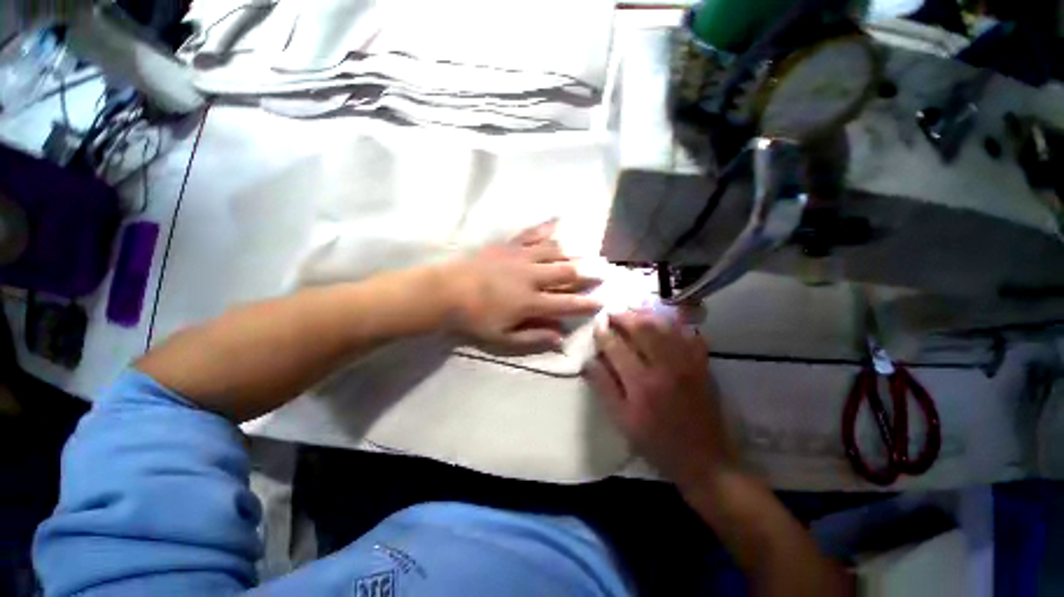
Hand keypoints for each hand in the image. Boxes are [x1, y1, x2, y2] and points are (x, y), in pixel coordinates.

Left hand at [442, 221, 601, 353]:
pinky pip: (532, 233)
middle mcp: (531, 276)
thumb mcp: (503, 338)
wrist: (446, 291)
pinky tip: (558, 221)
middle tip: (602, 272)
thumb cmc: (474, 318)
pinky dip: (546, 227)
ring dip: (573, 253)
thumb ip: (533, 337)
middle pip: (566, 272)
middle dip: (588, 273)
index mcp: (530, 301)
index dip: (586, 303)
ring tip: (585, 254)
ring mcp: (520, 257)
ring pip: (554, 251)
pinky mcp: (509, 245)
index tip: (602, 301)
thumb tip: (560, 338)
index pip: (567, 303)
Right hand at [584, 312, 735, 488]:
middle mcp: (665, 366)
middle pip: (642, 328)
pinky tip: (666, 321)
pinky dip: (676, 324)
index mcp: (641, 382)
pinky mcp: (702, 365)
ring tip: (633, 311)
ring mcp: (687, 363)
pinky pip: (689, 335)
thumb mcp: (622, 421)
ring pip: (665, 326)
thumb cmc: (656, 442)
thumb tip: (588, 362)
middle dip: (624, 316)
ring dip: (647, 315)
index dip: (603, 333)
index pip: (616, 346)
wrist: (704, 460)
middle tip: (613, 313)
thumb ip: (604, 388)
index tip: (597, 326)